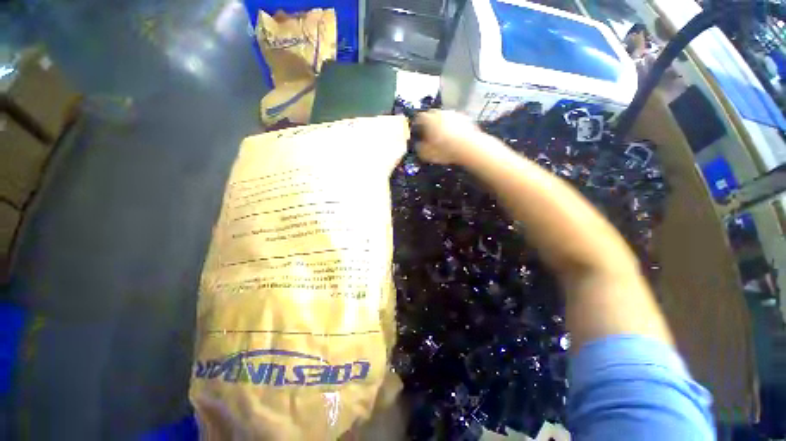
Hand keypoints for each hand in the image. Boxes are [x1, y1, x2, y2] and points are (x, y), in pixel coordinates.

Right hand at [414, 110, 483, 165]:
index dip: (417, 126)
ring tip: (443, 138)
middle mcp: (440, 112)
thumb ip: (419, 148)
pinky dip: (453, 128)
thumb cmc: (444, 150)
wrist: (468, 147)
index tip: (417, 133)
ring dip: (442, 125)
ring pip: (444, 118)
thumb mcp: (426, 154)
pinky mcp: (466, 118)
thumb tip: (418, 145)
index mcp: (428, 119)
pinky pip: (455, 122)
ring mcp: (454, 114)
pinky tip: (454, 138)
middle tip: (430, 136)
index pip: (418, 118)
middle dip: (430, 124)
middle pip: (432, 116)